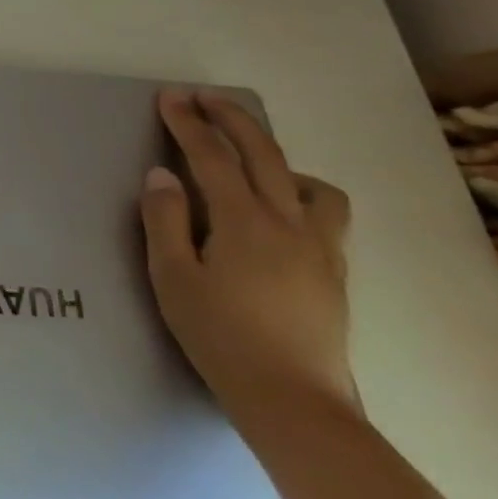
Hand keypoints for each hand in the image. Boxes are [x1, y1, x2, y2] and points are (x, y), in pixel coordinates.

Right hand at [142, 90, 359, 433]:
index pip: (213, 157)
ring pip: (309, 182)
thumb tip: (162, 174)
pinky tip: (279, 209)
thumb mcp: (173, 277)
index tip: (170, 97)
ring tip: (248, 159)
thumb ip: (165, 220)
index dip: (189, 123)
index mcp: (244, 223)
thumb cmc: (220, 337)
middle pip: (264, 154)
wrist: (294, 401)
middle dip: (232, 119)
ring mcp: (320, 247)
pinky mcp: (335, 271)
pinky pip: (325, 212)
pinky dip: (300, 191)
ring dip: (276, 157)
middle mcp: (289, 224)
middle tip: (203, 98)